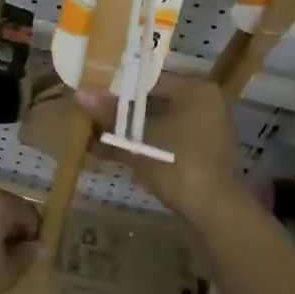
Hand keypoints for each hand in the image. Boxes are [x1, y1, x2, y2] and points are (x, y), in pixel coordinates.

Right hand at [75, 72, 239, 220]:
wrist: (213, 214)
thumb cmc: (177, 162)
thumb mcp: (137, 137)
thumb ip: (110, 113)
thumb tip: (80, 92)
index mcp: (196, 90)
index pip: (150, 79)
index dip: (118, 86)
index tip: (93, 93)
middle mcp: (204, 106)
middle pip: (153, 103)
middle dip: (120, 112)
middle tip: (90, 115)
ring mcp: (204, 135)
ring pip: (157, 127)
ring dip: (127, 133)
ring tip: (93, 137)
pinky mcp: (198, 160)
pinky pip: (164, 146)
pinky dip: (141, 149)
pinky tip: (110, 155)